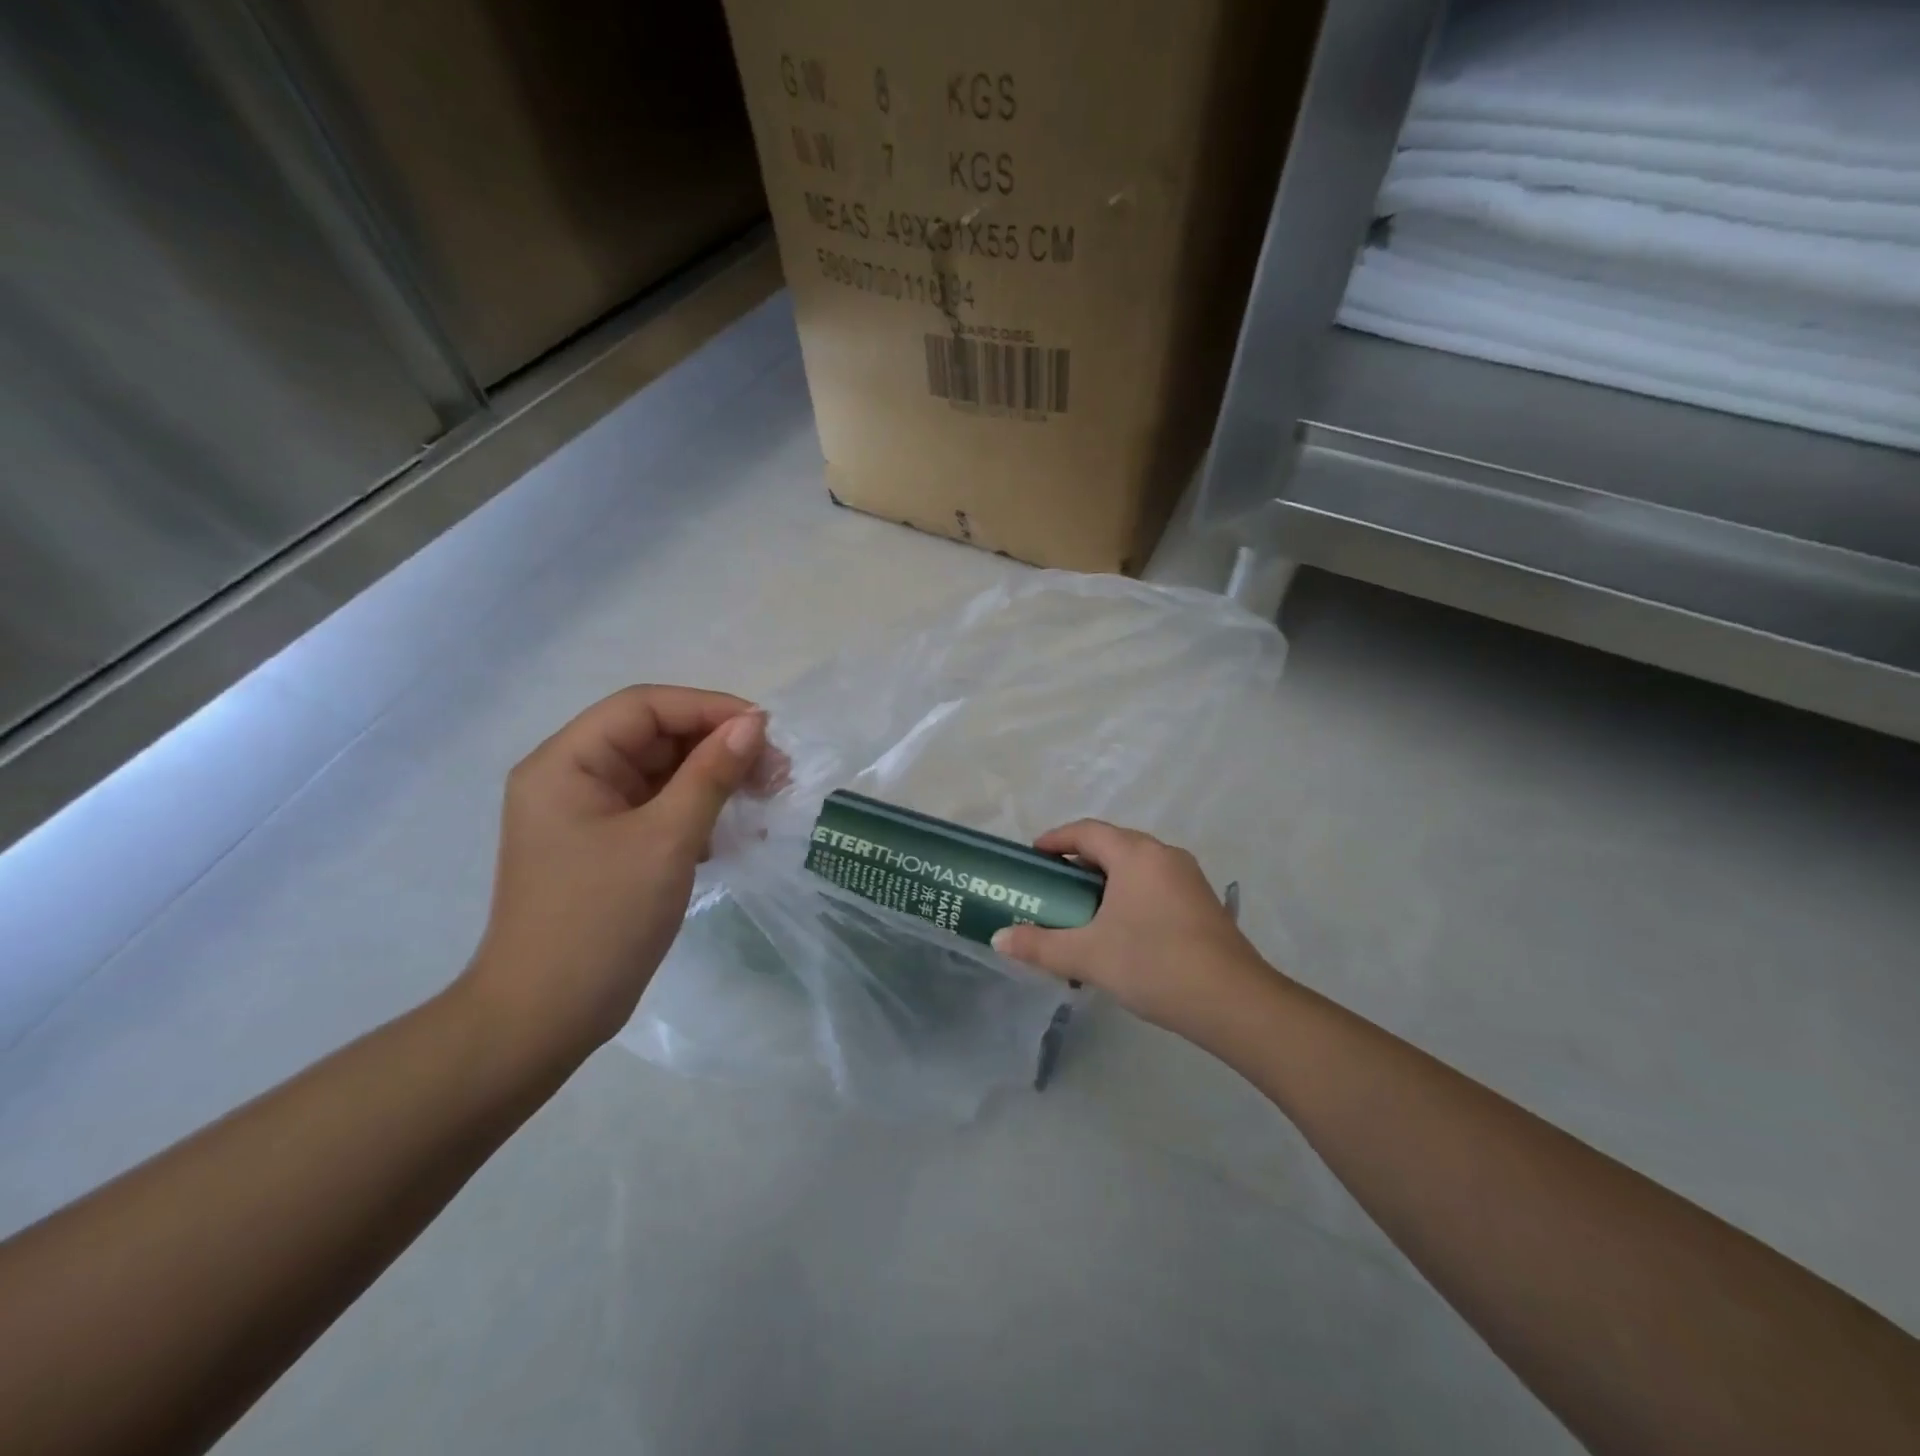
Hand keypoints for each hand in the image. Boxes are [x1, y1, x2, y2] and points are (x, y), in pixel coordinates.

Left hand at [459, 685, 778, 1064]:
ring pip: (661, 774)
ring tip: (765, 798)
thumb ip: (711, 775)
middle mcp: (572, 778)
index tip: (765, 729)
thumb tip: (753, 724)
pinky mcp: (606, 846)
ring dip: (714, 780)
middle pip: (654, 737)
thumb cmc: (601, 920)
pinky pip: (659, 809)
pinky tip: (734, 830)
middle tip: (775, 771)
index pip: (644, 707)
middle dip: (717, 747)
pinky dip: (698, 811)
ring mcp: (588, 815)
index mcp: (567, 763)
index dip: (708, 708)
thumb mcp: (666, 840)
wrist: (546, 1017)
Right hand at [992, 820, 1274, 1035]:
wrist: (1233, 1002)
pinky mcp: (1203, 904)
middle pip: (1113, 846)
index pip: (1087, 832)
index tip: (1034, 855)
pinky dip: (1130, 897)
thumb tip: (998, 938)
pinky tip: (1120, 932)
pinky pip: (1155, 887)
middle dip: (1080, 862)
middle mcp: (1164, 856)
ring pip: (1136, 868)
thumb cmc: (1153, 963)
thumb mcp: (1087, 956)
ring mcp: (1189, 879)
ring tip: (1082, 911)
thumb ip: (1039, 944)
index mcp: (1136, 855)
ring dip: (1107, 882)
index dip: (1056, 839)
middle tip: (1054, 886)